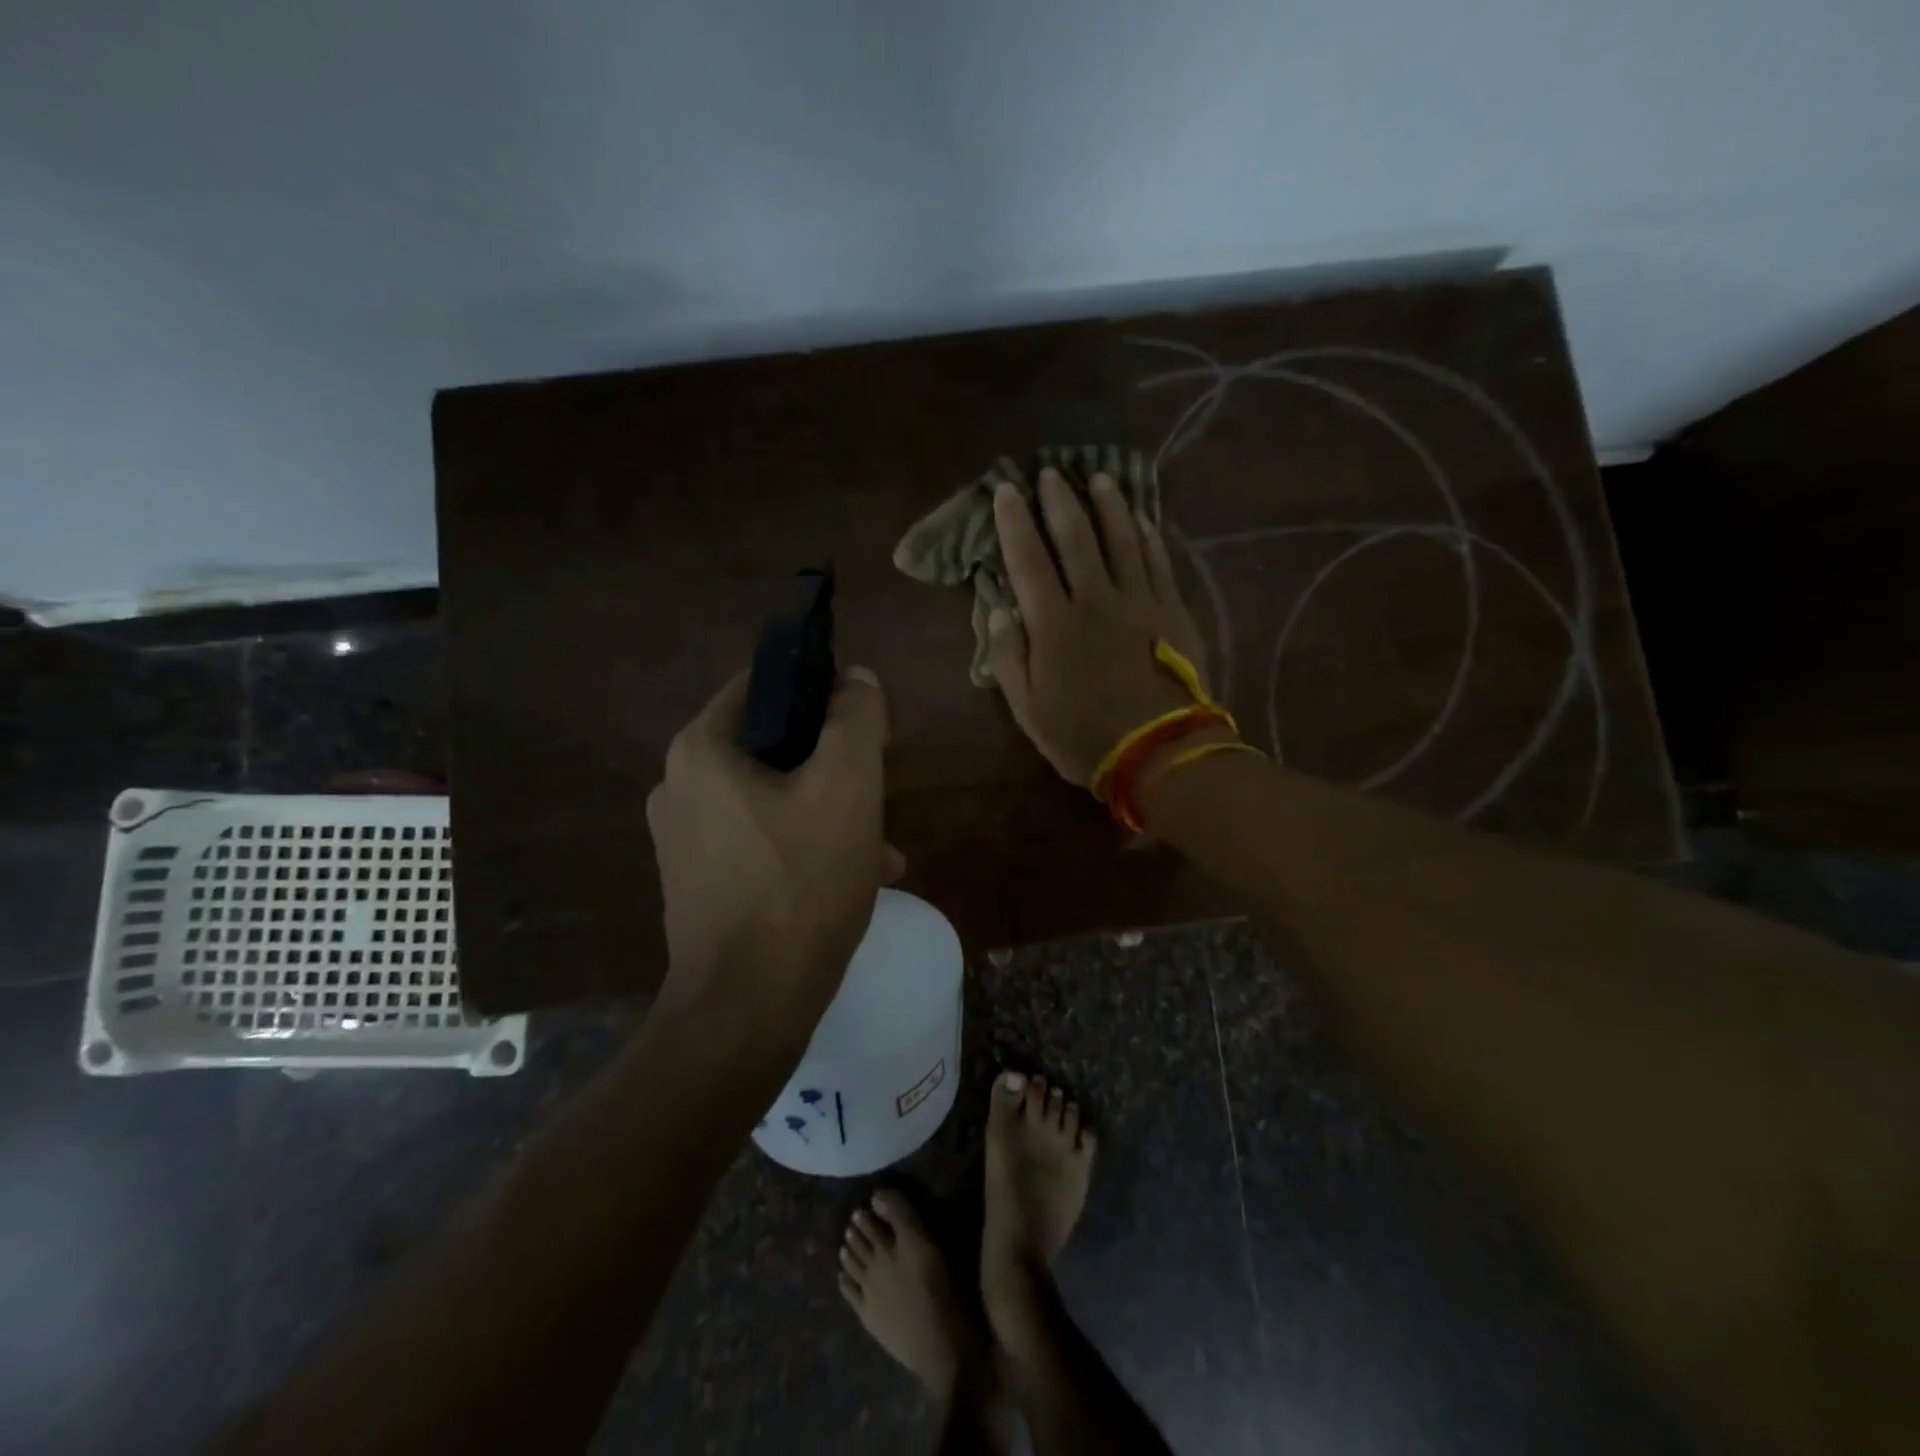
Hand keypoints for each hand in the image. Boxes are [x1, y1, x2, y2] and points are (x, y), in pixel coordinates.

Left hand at [646, 667, 900, 1032]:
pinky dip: (806, 848)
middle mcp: (680, 787)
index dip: (821, 689)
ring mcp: (685, 840)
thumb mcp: (847, 787)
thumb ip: (855, 719)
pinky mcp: (700, 884)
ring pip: (774, 798)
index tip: (864, 721)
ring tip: (880, 846)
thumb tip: (855, 679)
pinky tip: (855, 878)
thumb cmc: (800, 885)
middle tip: (878, 789)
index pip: (764, 684)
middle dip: (833, 764)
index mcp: (701, 750)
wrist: (747, 1009)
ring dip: (829, 811)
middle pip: (773, 746)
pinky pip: (763, 842)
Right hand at [987, 469, 1208, 784]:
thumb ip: (1008, 657)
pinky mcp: (1171, 609)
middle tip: (1051, 472)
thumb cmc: (1083, 736)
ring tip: (1099, 478)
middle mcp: (1094, 600)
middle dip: (1059, 501)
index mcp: (1053, 624)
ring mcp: (1138, 600)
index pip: (1027, 560)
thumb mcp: (1028, 709)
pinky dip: (1147, 535)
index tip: (1007, 492)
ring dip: (1108, 505)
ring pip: (1121, 539)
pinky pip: (1157, 560)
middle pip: (1075, 538)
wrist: (1159, 752)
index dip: (1014, 523)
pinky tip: (1141, 517)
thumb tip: (996, 611)